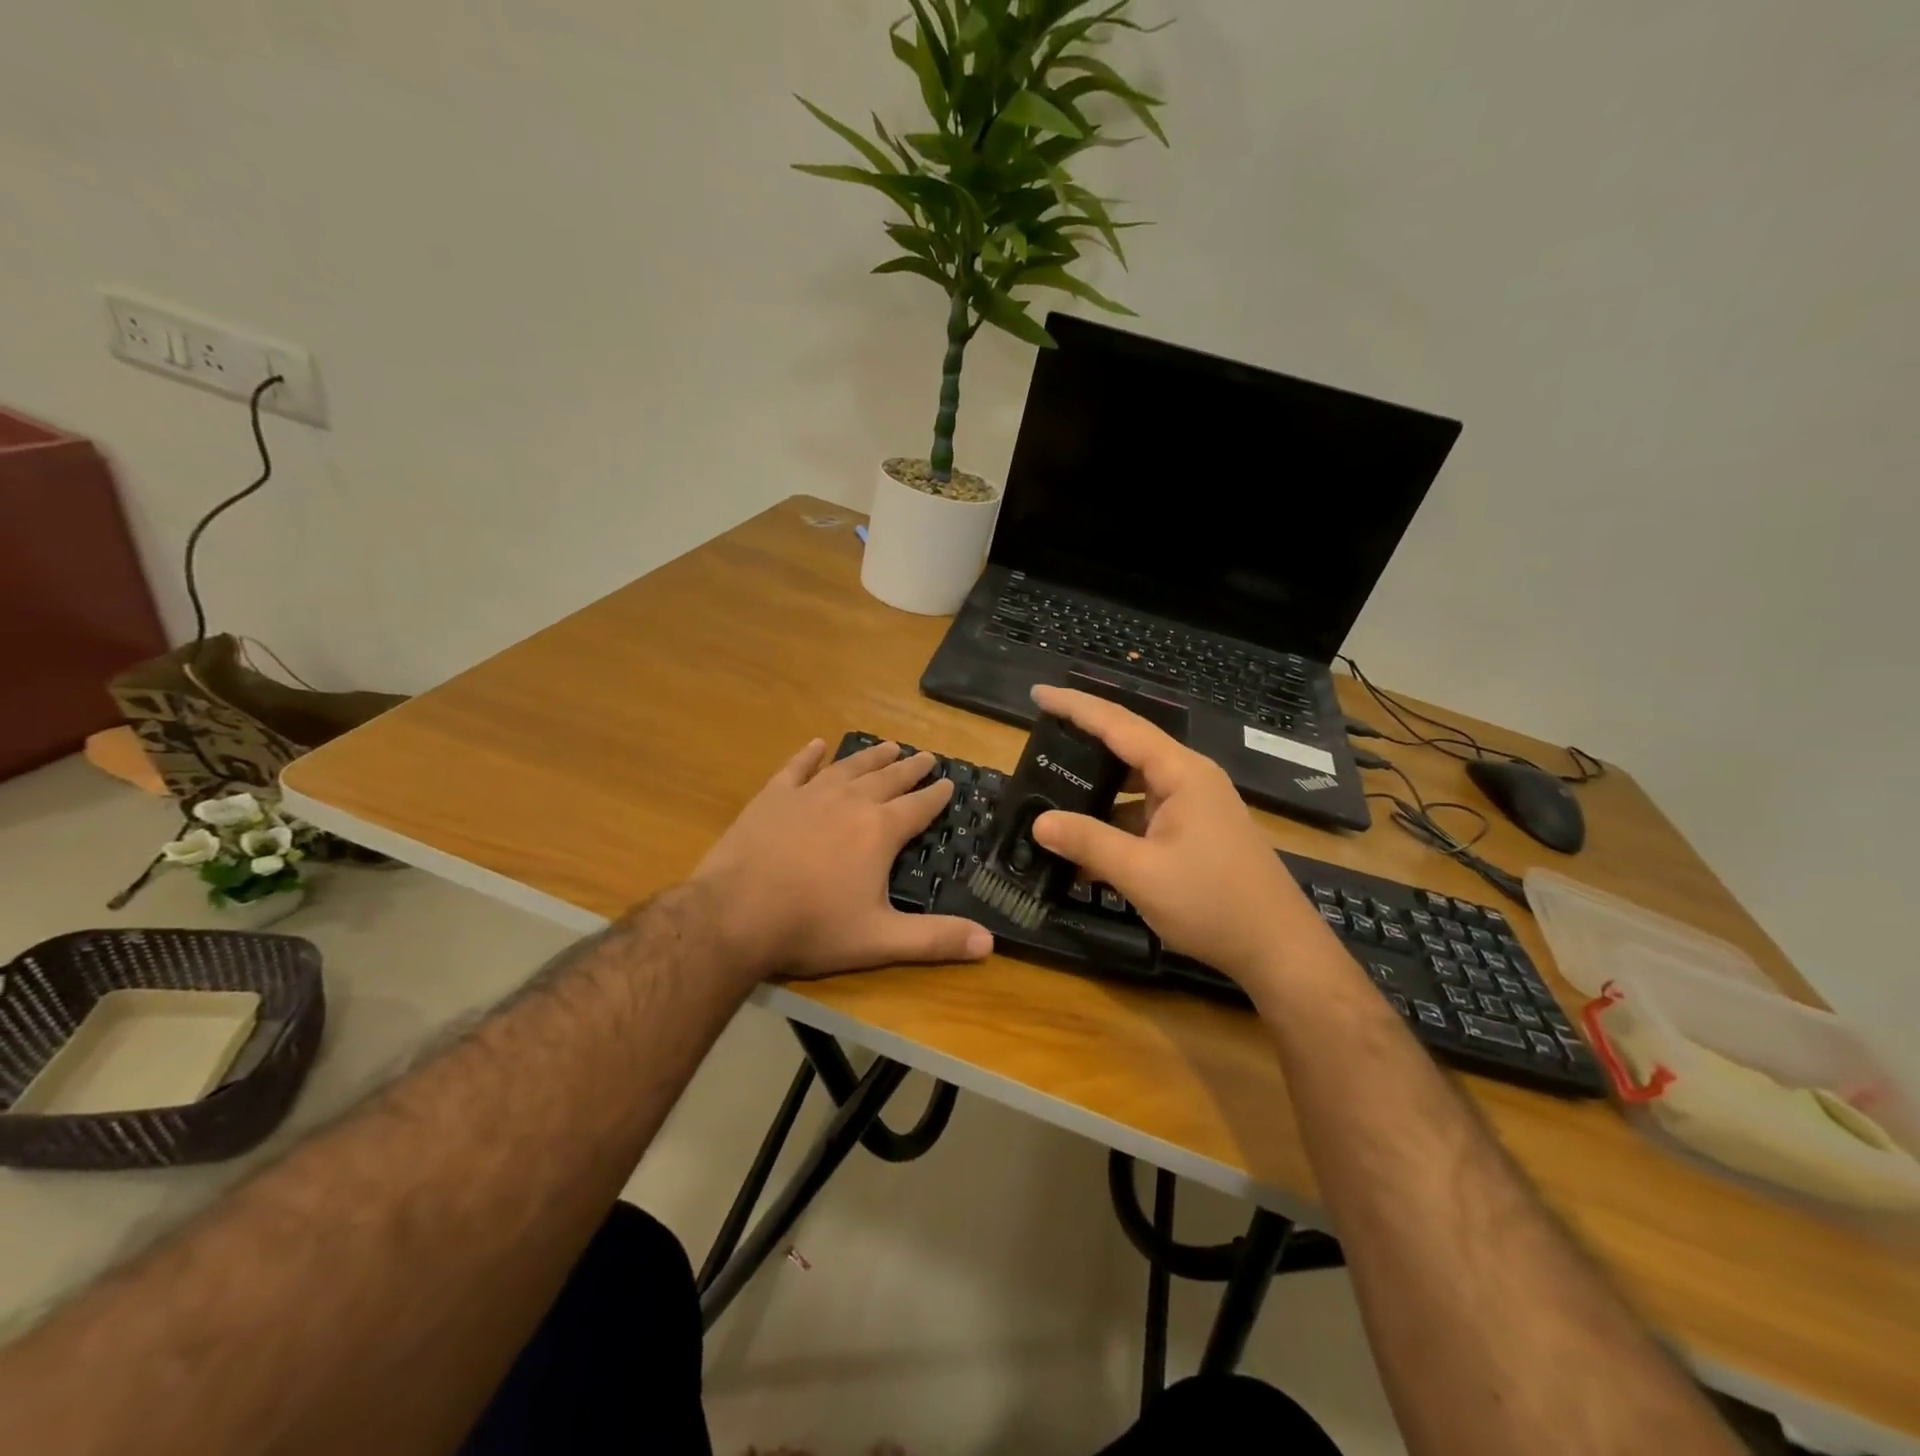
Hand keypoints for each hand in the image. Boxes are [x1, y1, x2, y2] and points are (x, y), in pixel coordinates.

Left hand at [691, 738, 993, 981]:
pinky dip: (809, 755)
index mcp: (879, 831)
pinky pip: (797, 768)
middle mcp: (850, 802)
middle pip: (888, 778)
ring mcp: (809, 794)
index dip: (937, 794)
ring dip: (872, 756)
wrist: (734, 914)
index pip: (918, 806)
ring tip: (889, 746)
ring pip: (849, 767)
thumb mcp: (880, 940)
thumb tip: (990, 944)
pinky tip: (818, 744)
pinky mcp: (773, 796)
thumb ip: (935, 940)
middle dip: (911, 767)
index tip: (950, 781)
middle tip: (927, 755)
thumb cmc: (812, 927)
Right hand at [1028, 685, 1329, 991]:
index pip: (1119, 725)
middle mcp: (1190, 778)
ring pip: (1135, 786)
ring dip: (1098, 793)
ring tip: (1053, 795)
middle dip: (1083, 743)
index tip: (1039, 694)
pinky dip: (1116, 824)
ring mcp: (1196, 806)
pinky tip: (1086, 850)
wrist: (1279, 949)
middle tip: (1039, 742)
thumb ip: (1088, 843)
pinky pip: (1146, 814)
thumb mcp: (1141, 873)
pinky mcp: (1196, 832)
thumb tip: (1039, 823)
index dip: (1076, 706)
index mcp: (1181, 773)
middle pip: (1128, 748)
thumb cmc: (1213, 903)